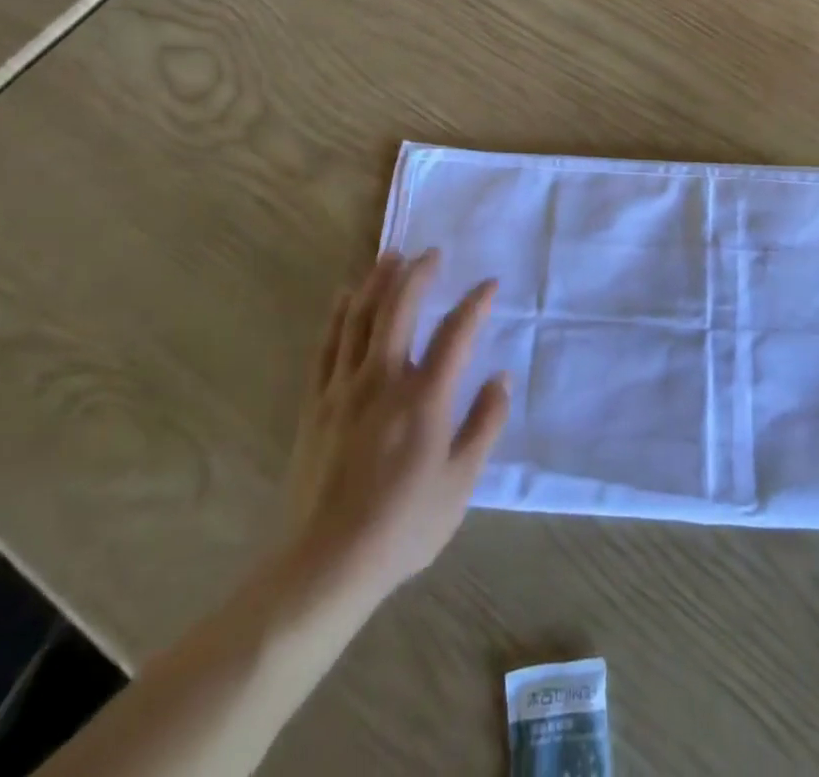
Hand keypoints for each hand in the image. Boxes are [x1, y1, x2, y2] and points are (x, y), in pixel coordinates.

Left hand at [280, 250, 509, 603]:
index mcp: (425, 397)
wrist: (327, 564)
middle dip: (418, 274)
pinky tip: (346, 296)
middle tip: (431, 253)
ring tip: (390, 256)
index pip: (456, 332)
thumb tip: (502, 377)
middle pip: (400, 309)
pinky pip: (328, 344)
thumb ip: (485, 423)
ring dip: (378, 281)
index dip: (476, 303)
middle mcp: (384, 379)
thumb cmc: (404, 525)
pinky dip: (339, 314)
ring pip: (361, 317)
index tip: (489, 284)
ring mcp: (344, 387)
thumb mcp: (461, 481)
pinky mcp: (316, 402)